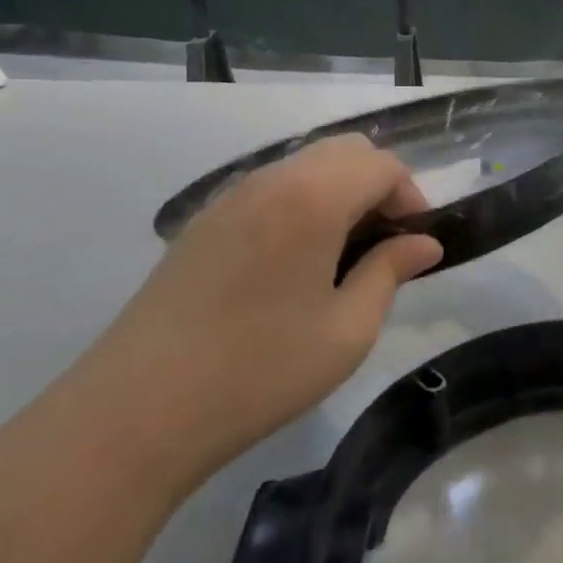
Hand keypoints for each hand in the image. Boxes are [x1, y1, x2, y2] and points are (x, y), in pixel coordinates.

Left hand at [70, 135, 441, 498]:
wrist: (137, 410)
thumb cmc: (259, 371)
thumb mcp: (346, 331)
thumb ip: (390, 273)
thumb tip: (424, 244)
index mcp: (312, 199)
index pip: (382, 165)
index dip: (411, 197)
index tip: (415, 244)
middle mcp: (271, 181)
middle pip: (344, 151)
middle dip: (378, 186)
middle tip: (384, 245)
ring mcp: (230, 197)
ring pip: (305, 165)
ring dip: (339, 192)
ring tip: (342, 255)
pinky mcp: (203, 222)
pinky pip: (270, 188)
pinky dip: (302, 203)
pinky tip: (294, 262)